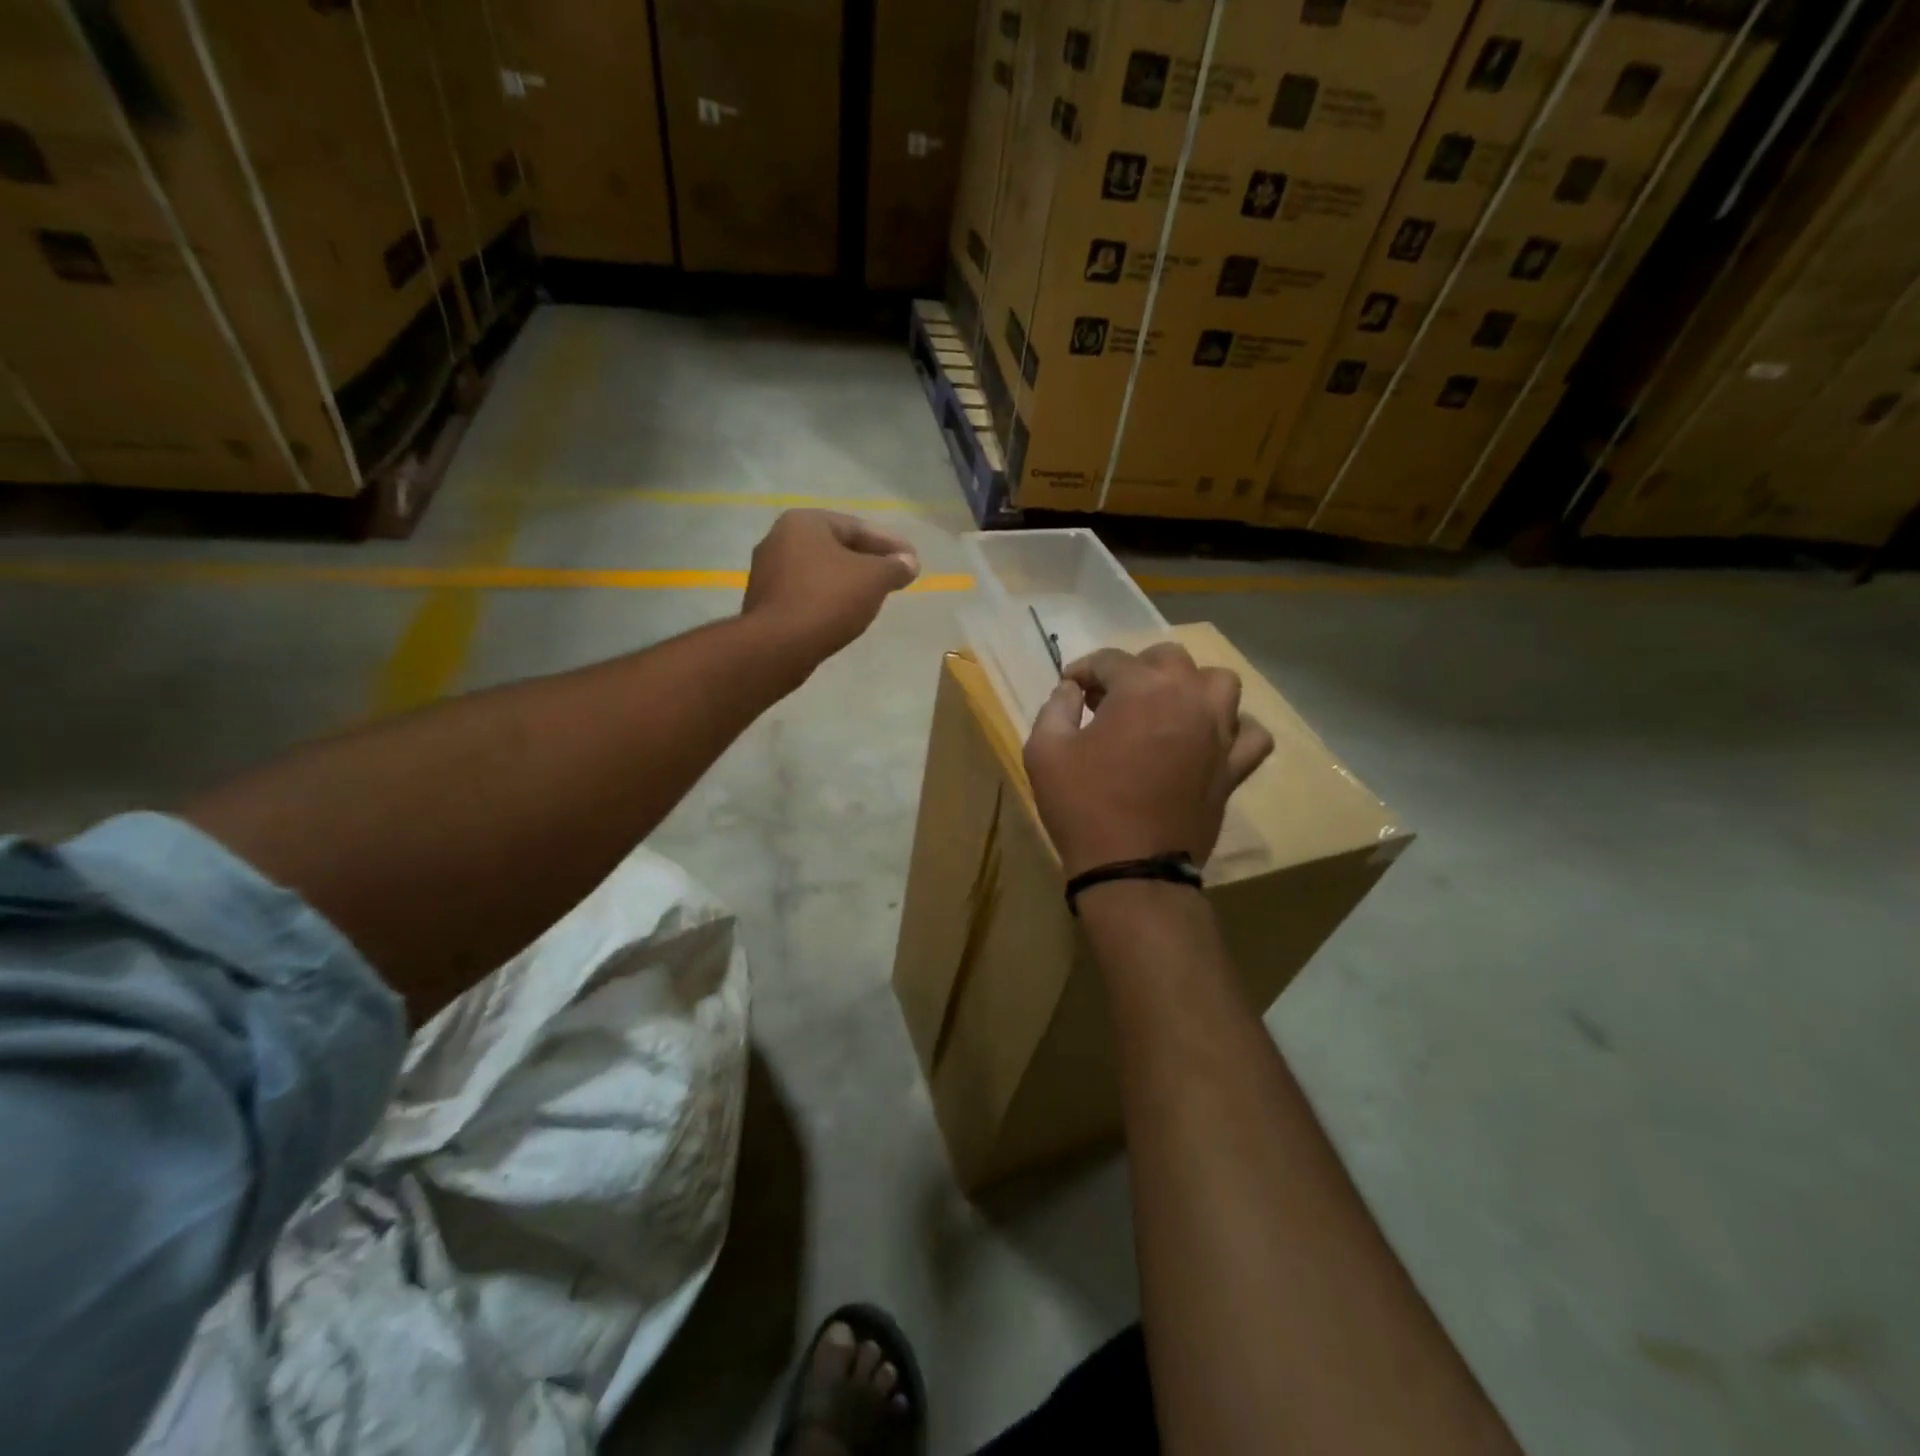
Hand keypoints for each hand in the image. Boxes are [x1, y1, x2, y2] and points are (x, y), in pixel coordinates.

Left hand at [743, 510, 919, 660]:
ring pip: (819, 571)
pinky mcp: (765, 602)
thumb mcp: (873, 579)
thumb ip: (895, 567)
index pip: (857, 527)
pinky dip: (827, 598)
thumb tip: (909, 562)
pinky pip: (805, 593)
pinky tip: (844, 613)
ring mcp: (767, 572)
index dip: (889, 544)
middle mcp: (778, 539)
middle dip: (868, 561)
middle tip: (894, 576)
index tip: (912, 559)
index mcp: (804, 522)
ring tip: (873, 596)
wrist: (778, 645)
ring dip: (847, 581)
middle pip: (836, 547)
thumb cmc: (828, 599)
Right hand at [1024, 642, 1274, 876]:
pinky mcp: (1233, 767)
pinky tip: (1209, 738)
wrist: (1130, 868)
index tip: (1069, 688)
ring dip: (1190, 686)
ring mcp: (1219, 732)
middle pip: (1168, 659)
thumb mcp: (1044, 751)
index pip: (1110, 660)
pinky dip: (1234, 728)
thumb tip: (1071, 690)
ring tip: (1165, 708)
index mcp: (1141, 689)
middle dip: (1135, 669)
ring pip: (1219, 683)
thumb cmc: (1083, 806)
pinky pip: (1251, 734)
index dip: (1083, 669)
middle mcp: (1188, 698)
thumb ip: (1055, 708)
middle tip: (1111, 698)